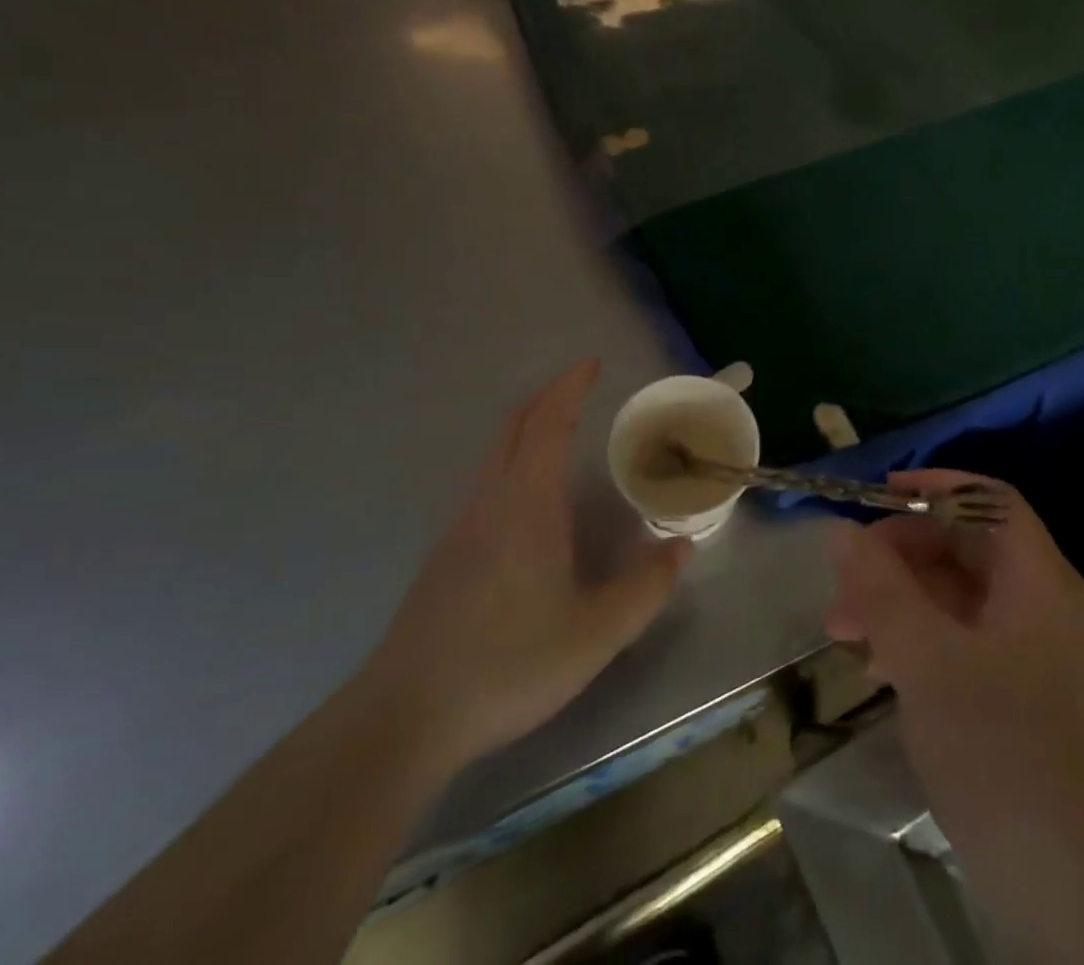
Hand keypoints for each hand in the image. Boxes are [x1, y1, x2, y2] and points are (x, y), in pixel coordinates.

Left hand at [360, 360, 691, 776]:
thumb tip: (680, 547)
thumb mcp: (597, 633)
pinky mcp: (444, 557)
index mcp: (528, 505)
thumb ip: (646, 587)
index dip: (570, 387)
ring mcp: (460, 528)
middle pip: (514, 427)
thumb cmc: (508, 664)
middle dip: (547, 397)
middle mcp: (490, 502)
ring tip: (560, 432)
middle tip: (580, 387)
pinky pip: (484, 483)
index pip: (549, 424)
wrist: (403, 719)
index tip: (592, 363)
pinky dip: (511, 460)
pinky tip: (528, 499)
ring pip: (493, 455)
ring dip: (526, 428)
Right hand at [826, 472, 1083, 964]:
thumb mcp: (928, 662)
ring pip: (961, 600)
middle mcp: (1043, 606)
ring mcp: (1038, 657)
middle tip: (843, 589)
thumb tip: (844, 531)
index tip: (877, 498)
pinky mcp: (1026, 702)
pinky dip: (921, 645)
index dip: (935, 487)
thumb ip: (882, 591)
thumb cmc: (1005, 754)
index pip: (988, 499)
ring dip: (902, 604)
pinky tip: (882, 674)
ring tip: (845, 635)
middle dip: (900, 556)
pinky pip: (966, 646)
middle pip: (967, 548)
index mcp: (1036, 579)